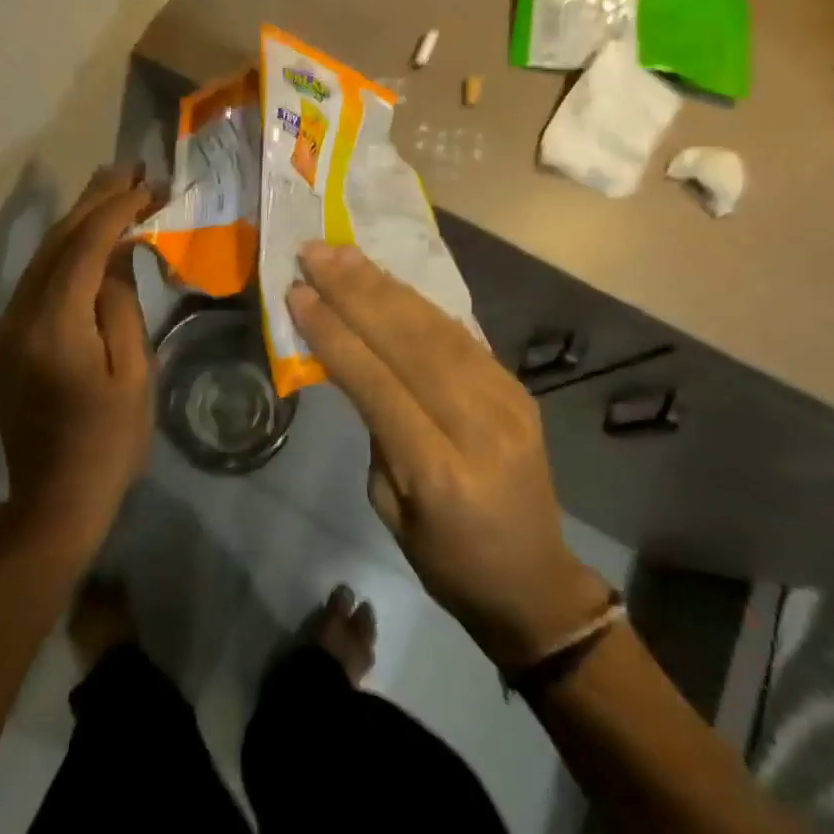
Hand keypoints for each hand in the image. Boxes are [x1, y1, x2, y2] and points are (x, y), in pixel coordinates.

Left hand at [0, 167, 155, 544]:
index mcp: (53, 327)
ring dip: (78, 223)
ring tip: (112, 189)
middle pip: (56, 243)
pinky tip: (90, 239)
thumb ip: (122, 303)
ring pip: (42, 259)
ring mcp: (4, 329)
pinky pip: (37, 283)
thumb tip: (119, 253)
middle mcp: (17, 318)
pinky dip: (66, 254)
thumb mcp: (133, 370)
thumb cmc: (109, 441)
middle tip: (128, 169)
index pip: (83, 248)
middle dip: (93, 202)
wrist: (54, 500)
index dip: (114, 210)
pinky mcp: (3, 341)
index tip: (145, 184)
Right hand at [286, 242, 613, 671]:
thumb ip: (375, 429)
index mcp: (439, 470)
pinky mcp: (517, 387)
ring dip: (384, 285)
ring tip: (344, 254)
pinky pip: (460, 333)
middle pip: (410, 342)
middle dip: (356, 292)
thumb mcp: (389, 506)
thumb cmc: (446, 559)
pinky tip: (387, 279)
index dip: (335, 333)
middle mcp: (479, 425)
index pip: (377, 384)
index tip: (299, 292)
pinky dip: (417, 302)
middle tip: (315, 253)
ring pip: (436, 327)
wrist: (535, 580)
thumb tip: (356, 358)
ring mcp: (507, 399)